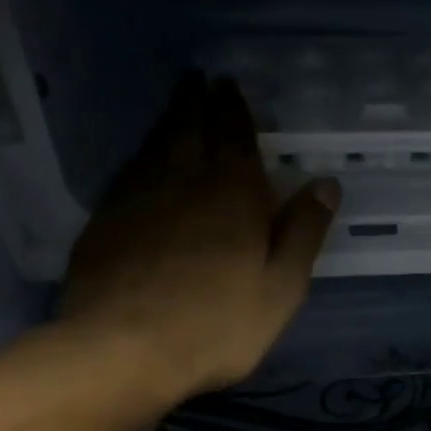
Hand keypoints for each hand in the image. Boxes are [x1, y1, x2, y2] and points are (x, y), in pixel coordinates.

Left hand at [57, 73, 339, 400]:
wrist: (122, 350)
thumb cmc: (217, 323)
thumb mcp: (281, 286)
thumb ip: (304, 233)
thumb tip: (326, 184)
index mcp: (231, 193)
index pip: (234, 136)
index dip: (233, 109)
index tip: (229, 84)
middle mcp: (181, 182)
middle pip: (188, 129)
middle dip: (196, 102)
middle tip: (198, 80)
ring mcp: (135, 200)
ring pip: (154, 147)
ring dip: (167, 124)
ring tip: (175, 110)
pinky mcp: (104, 224)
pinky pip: (128, 175)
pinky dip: (142, 159)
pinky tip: (143, 167)